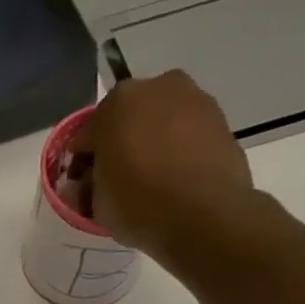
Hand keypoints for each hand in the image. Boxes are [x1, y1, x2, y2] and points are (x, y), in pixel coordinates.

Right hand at [84, 71, 253, 256]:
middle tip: (119, 180)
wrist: (204, 216)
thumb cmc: (138, 205)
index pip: (87, 135)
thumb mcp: (96, 204)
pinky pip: (187, 134)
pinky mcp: (221, 119)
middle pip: (127, 119)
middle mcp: (156, 87)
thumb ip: (90, 186)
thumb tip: (91, 183)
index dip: (83, 163)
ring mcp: (193, 99)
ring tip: (152, 181)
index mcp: (115, 102)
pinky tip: (176, 180)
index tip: (86, 186)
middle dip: (120, 145)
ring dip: (152, 144)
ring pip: (160, 123)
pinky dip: (178, 150)